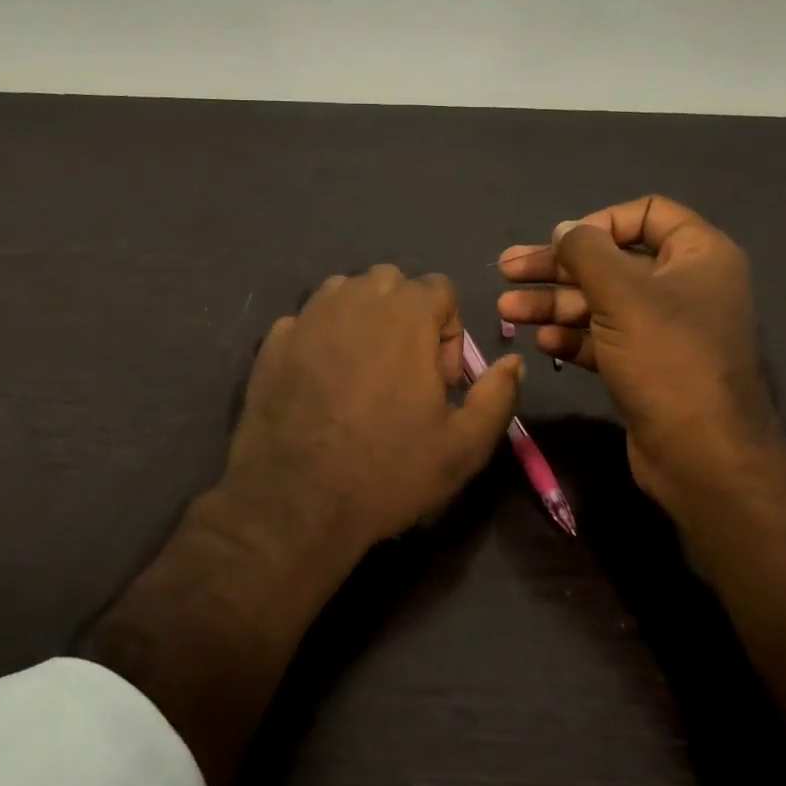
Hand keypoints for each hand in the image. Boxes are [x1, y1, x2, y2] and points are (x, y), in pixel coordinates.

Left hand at [216, 265, 523, 567]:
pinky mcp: (272, 343)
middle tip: (403, 372)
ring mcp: (307, 318)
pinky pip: (306, 321)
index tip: (438, 380)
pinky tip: (320, 384)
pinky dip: (320, 339)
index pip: (439, 288)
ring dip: (362, 319)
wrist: (296, 503)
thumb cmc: (388, 472)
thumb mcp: (464, 446)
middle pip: (390, 282)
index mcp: (405, 315)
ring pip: (344, 293)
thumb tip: (514, 361)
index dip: (448, 331)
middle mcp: (354, 301)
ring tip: (361, 373)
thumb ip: (498, 395)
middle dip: (406, 316)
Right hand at [497, 196, 780, 504]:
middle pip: (611, 261)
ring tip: (506, 310)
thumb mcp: (622, 294)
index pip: (646, 214)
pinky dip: (572, 337)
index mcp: (698, 255)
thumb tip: (564, 230)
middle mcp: (683, 286)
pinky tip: (542, 342)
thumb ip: (586, 252)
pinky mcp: (645, 366)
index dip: (598, 222)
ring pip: (600, 303)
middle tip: (506, 270)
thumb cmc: (667, 359)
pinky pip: (603, 338)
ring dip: (553, 304)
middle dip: (556, 268)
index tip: (561, 242)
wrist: (701, 454)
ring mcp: (664, 329)